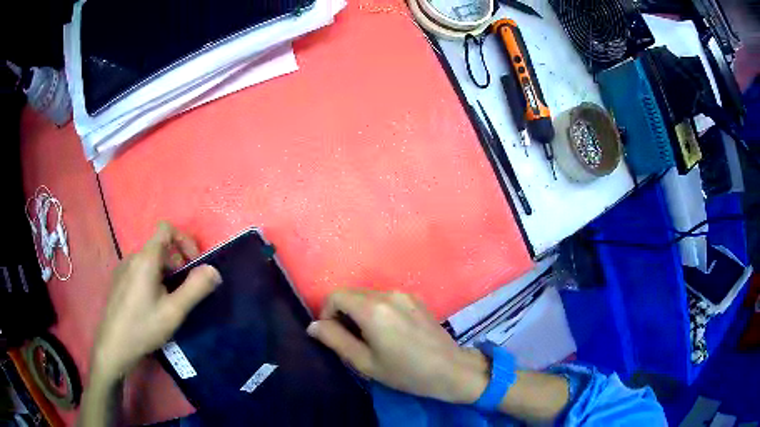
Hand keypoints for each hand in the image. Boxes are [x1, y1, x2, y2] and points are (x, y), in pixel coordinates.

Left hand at [92, 222, 221, 381]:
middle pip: (160, 246)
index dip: (184, 240)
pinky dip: (153, 278)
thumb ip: (195, 288)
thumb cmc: (144, 327)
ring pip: (150, 260)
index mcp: (146, 259)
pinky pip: (140, 270)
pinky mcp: (119, 280)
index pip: (166, 229)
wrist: (113, 346)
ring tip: (170, 300)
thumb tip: (213, 270)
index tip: (194, 264)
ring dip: (166, 272)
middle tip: (185, 290)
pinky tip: (152, 305)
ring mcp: (123, 268)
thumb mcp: (174, 312)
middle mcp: (133, 257)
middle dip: (178, 262)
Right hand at [307, 289, 488, 403]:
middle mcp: (388, 294)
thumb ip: (335, 340)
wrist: (451, 369)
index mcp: (373, 309)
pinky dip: (376, 310)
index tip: (332, 334)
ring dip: (359, 311)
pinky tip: (389, 332)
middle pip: (351, 293)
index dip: (326, 313)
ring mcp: (404, 294)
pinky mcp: (416, 298)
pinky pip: (385, 298)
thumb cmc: (405, 372)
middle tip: (350, 339)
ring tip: (370, 338)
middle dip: (342, 313)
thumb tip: (314, 326)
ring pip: (368, 295)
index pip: (336, 295)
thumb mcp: (365, 362)